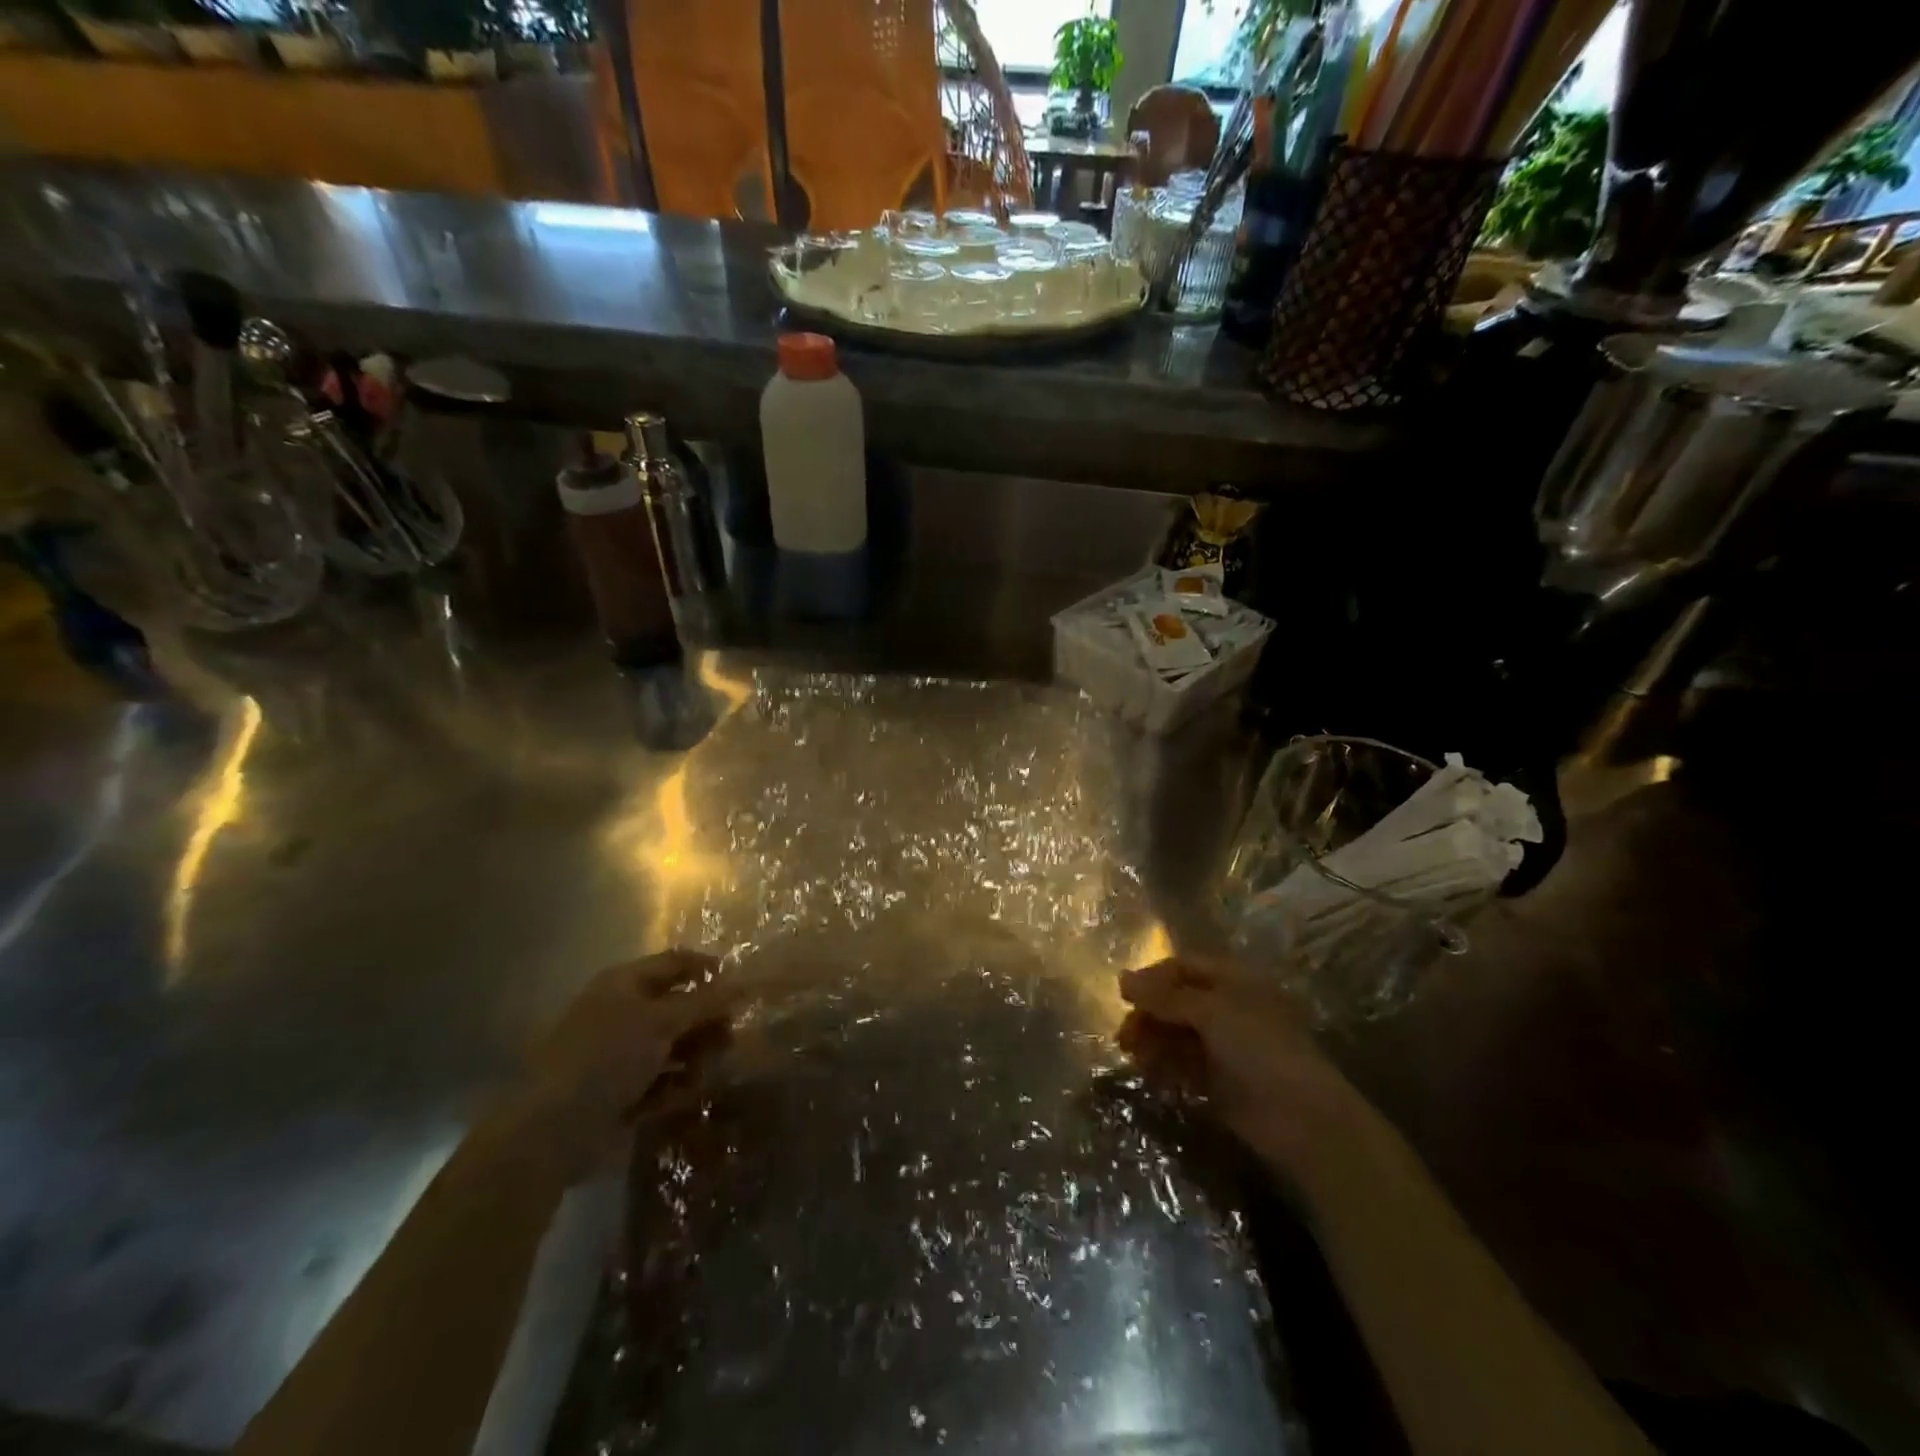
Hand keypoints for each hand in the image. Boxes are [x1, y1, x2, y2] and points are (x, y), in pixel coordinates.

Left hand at [505, 949, 734, 1183]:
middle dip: (707, 1022)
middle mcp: (624, 1013)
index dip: (708, 968)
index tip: (742, 986)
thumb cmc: (607, 1057)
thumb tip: (745, 980)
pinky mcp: (624, 1092)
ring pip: (676, 1046)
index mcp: (625, 984)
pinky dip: (676, 1086)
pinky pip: (663, 1080)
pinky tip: (681, 1096)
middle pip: (680, 1007)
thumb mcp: (663, 1021)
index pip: (675, 963)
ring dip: (696, 1057)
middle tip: (728, 1038)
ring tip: (703, 1073)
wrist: (552, 1130)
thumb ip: (707, 1001)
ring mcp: (622, 1055)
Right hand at [1117, 956, 1363, 1175]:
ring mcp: (1224, 1046)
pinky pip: (1182, 1065)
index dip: (1152, 977)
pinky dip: (1163, 1066)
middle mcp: (1228, 1008)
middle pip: (1176, 1001)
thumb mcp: (1211, 1011)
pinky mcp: (1219, 1081)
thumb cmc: (1259, 1048)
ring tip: (1133, 1055)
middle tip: (1124, 1035)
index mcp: (1234, 980)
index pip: (1183, 967)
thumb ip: (1165, 996)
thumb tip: (1122, 980)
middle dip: (1149, 1014)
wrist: (1301, 1118)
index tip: (1123, 995)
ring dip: (1152, 1040)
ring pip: (1176, 1034)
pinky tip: (1149, 1073)